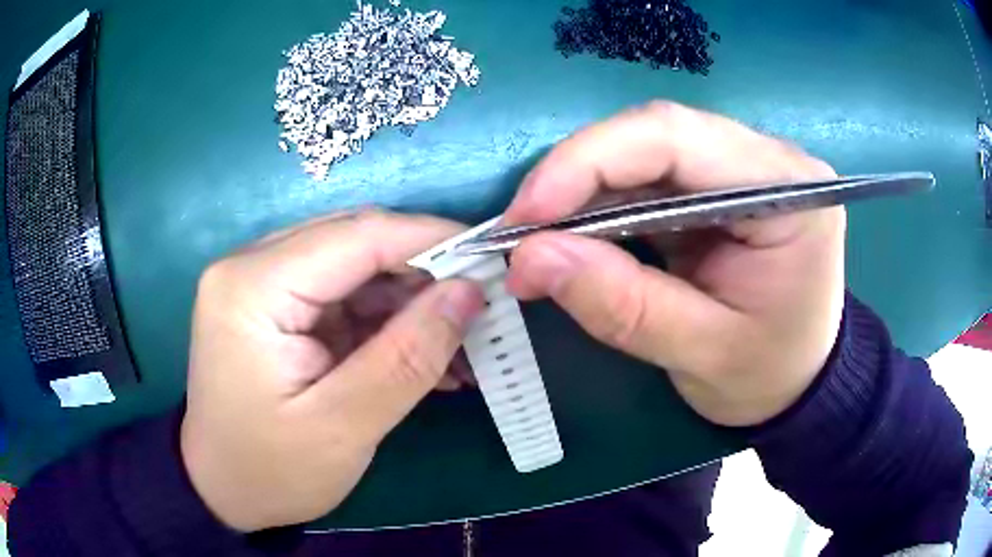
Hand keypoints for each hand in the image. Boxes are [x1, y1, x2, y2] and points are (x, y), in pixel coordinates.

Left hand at [181, 210, 483, 531]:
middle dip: (424, 272)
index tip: (492, 260)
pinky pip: (344, 295)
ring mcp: (262, 283)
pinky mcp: (277, 305)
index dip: (431, 241)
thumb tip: (468, 292)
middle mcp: (251, 266)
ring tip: (461, 344)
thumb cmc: (269, 471)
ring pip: (356, 267)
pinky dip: (387, 320)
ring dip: (410, 301)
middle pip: (356, 243)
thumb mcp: (342, 428)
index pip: (356, 236)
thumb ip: (407, 358)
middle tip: (480, 308)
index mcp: (252, 286)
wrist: (222, 490)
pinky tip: (424, 353)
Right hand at [503, 101, 845, 426]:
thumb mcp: (703, 354)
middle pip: (655, 135)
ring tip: (539, 244)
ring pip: (644, 153)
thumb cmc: (769, 376)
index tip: (525, 215)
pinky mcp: (717, 188)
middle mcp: (767, 162)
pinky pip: (648, 179)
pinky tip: (576, 239)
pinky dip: (602, 207)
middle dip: (576, 179)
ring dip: (582, 194)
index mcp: (787, 190)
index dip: (588, 162)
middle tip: (520, 235)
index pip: (676, 137)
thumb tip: (532, 259)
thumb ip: (624, 307)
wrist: (797, 382)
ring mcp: (741, 169)